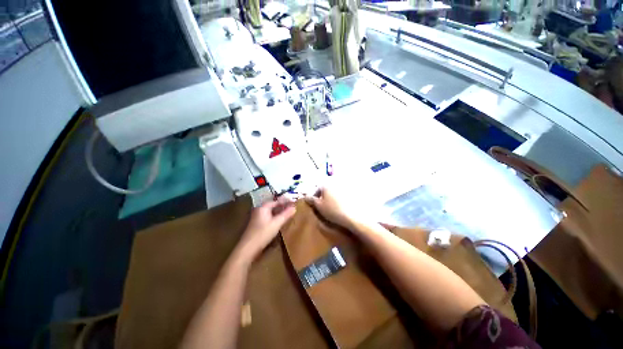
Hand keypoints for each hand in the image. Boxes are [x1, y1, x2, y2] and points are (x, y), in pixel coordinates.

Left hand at [237, 197, 295, 260]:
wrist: (248, 248)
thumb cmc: (262, 234)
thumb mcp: (276, 223)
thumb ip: (286, 215)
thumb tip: (294, 207)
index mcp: (262, 207)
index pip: (276, 201)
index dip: (285, 201)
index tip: (293, 202)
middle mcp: (259, 210)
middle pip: (272, 206)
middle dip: (282, 206)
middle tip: (292, 207)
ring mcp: (257, 218)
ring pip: (270, 212)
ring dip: (279, 212)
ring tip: (288, 213)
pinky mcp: (257, 225)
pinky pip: (268, 217)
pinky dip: (275, 217)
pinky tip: (280, 221)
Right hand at [304, 187, 359, 229]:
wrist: (352, 216)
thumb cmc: (332, 210)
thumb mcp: (319, 206)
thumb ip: (311, 200)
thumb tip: (305, 196)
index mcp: (326, 184)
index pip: (317, 189)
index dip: (314, 197)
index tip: (314, 205)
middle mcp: (334, 183)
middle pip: (325, 189)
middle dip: (323, 197)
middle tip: (322, 207)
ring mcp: (343, 187)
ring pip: (333, 192)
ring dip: (330, 198)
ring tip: (331, 207)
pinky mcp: (351, 192)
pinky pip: (341, 195)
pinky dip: (339, 199)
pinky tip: (339, 206)